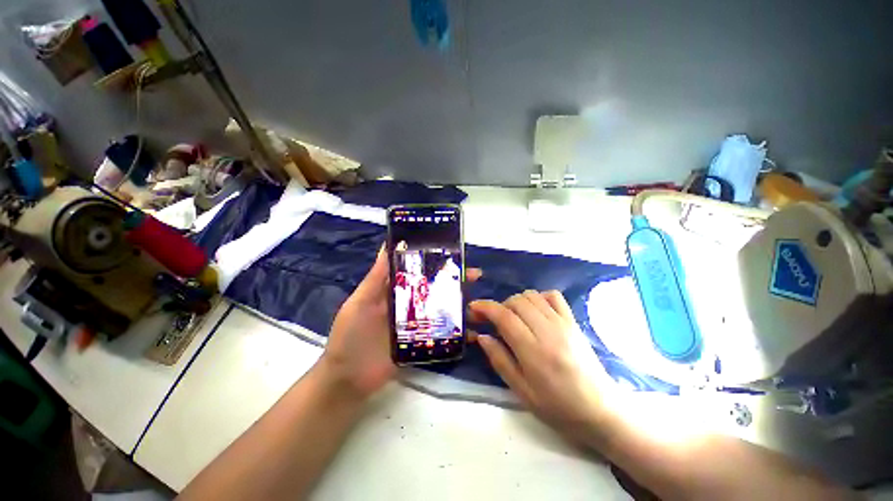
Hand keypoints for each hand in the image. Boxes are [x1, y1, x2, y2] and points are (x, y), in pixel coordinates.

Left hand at [321, 246, 481, 398]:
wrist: (348, 379)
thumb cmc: (351, 335)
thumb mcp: (360, 302)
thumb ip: (376, 276)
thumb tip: (388, 244)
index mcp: (395, 291)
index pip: (418, 271)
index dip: (435, 262)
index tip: (454, 254)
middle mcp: (408, 304)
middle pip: (434, 289)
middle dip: (453, 281)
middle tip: (474, 275)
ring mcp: (416, 324)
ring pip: (441, 309)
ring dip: (459, 304)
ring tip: (478, 302)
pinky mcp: (421, 343)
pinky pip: (441, 334)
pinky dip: (457, 332)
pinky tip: (473, 330)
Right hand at [470, 291, 612, 440]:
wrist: (601, 410)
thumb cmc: (558, 407)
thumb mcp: (521, 391)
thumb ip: (499, 359)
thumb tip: (481, 336)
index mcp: (533, 351)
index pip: (504, 316)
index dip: (485, 308)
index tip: (473, 308)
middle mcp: (548, 330)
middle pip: (516, 301)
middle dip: (498, 306)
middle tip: (492, 320)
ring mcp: (563, 323)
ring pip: (531, 295)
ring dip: (515, 302)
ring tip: (512, 317)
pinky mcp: (573, 321)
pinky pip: (552, 296)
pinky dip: (538, 297)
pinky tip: (534, 311)